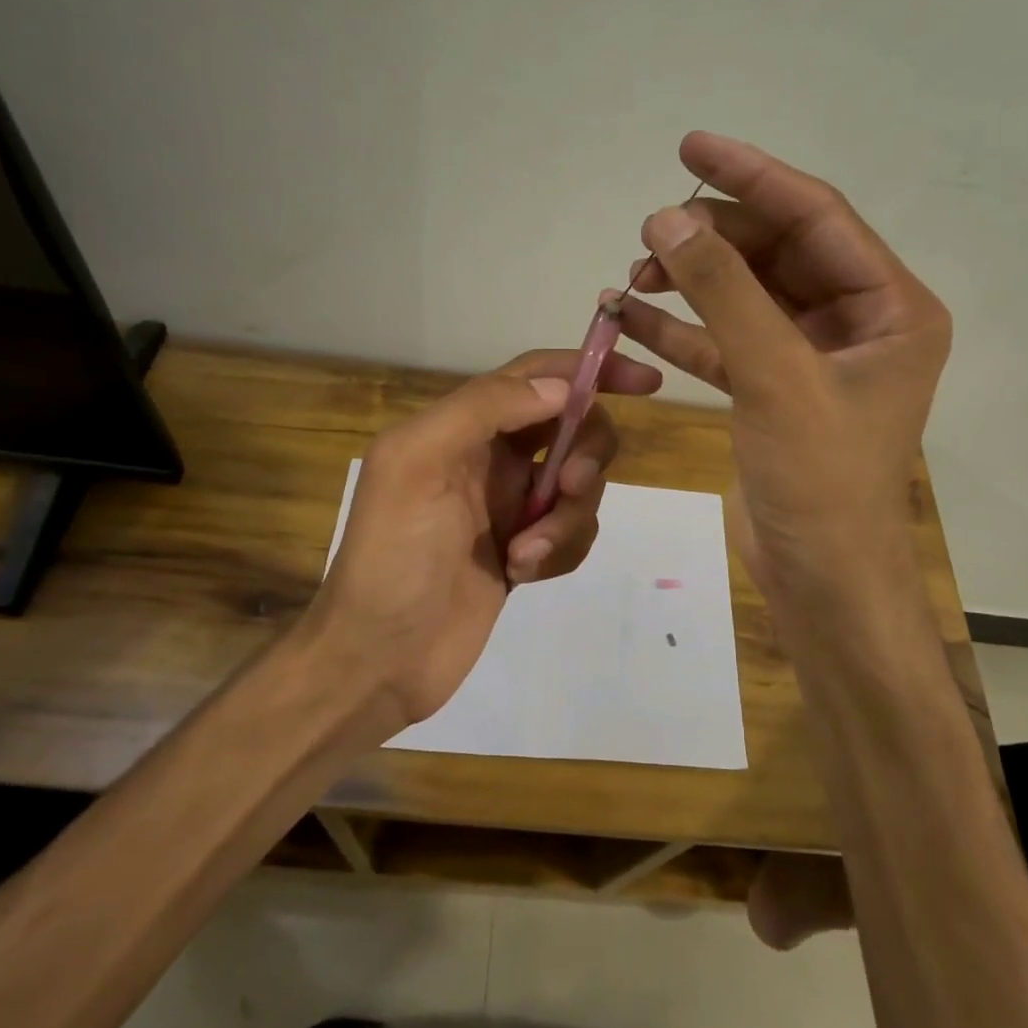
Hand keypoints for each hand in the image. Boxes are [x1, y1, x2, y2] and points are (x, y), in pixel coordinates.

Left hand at [312, 348, 661, 726]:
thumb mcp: (418, 463)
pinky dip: (561, 550)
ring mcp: (512, 507)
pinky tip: (522, 573)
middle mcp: (492, 458)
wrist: (380, 657)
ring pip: (581, 485)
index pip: (538, 377)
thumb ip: (484, 408)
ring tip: (525, 554)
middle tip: (570, 486)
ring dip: (567, 517)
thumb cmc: (392, 555)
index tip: (647, 381)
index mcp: (462, 426)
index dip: (592, 370)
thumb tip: (560, 387)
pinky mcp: (527, 551)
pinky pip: (573, 533)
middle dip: (586, 453)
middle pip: (574, 428)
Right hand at [615, 131, 950, 602]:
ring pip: (744, 296)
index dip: (753, 176)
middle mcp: (857, 322)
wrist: (819, 580)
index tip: (691, 145)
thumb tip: (667, 216)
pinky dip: (680, 329)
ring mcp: (811, 357)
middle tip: (649, 234)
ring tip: (632, 273)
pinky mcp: (772, 390)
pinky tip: (628, 316)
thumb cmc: (820, 481)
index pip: (817, 217)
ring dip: (689, 282)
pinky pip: (724, 341)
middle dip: (711, 239)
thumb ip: (723, 292)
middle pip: (777, 252)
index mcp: (891, 307)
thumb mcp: (775, 376)